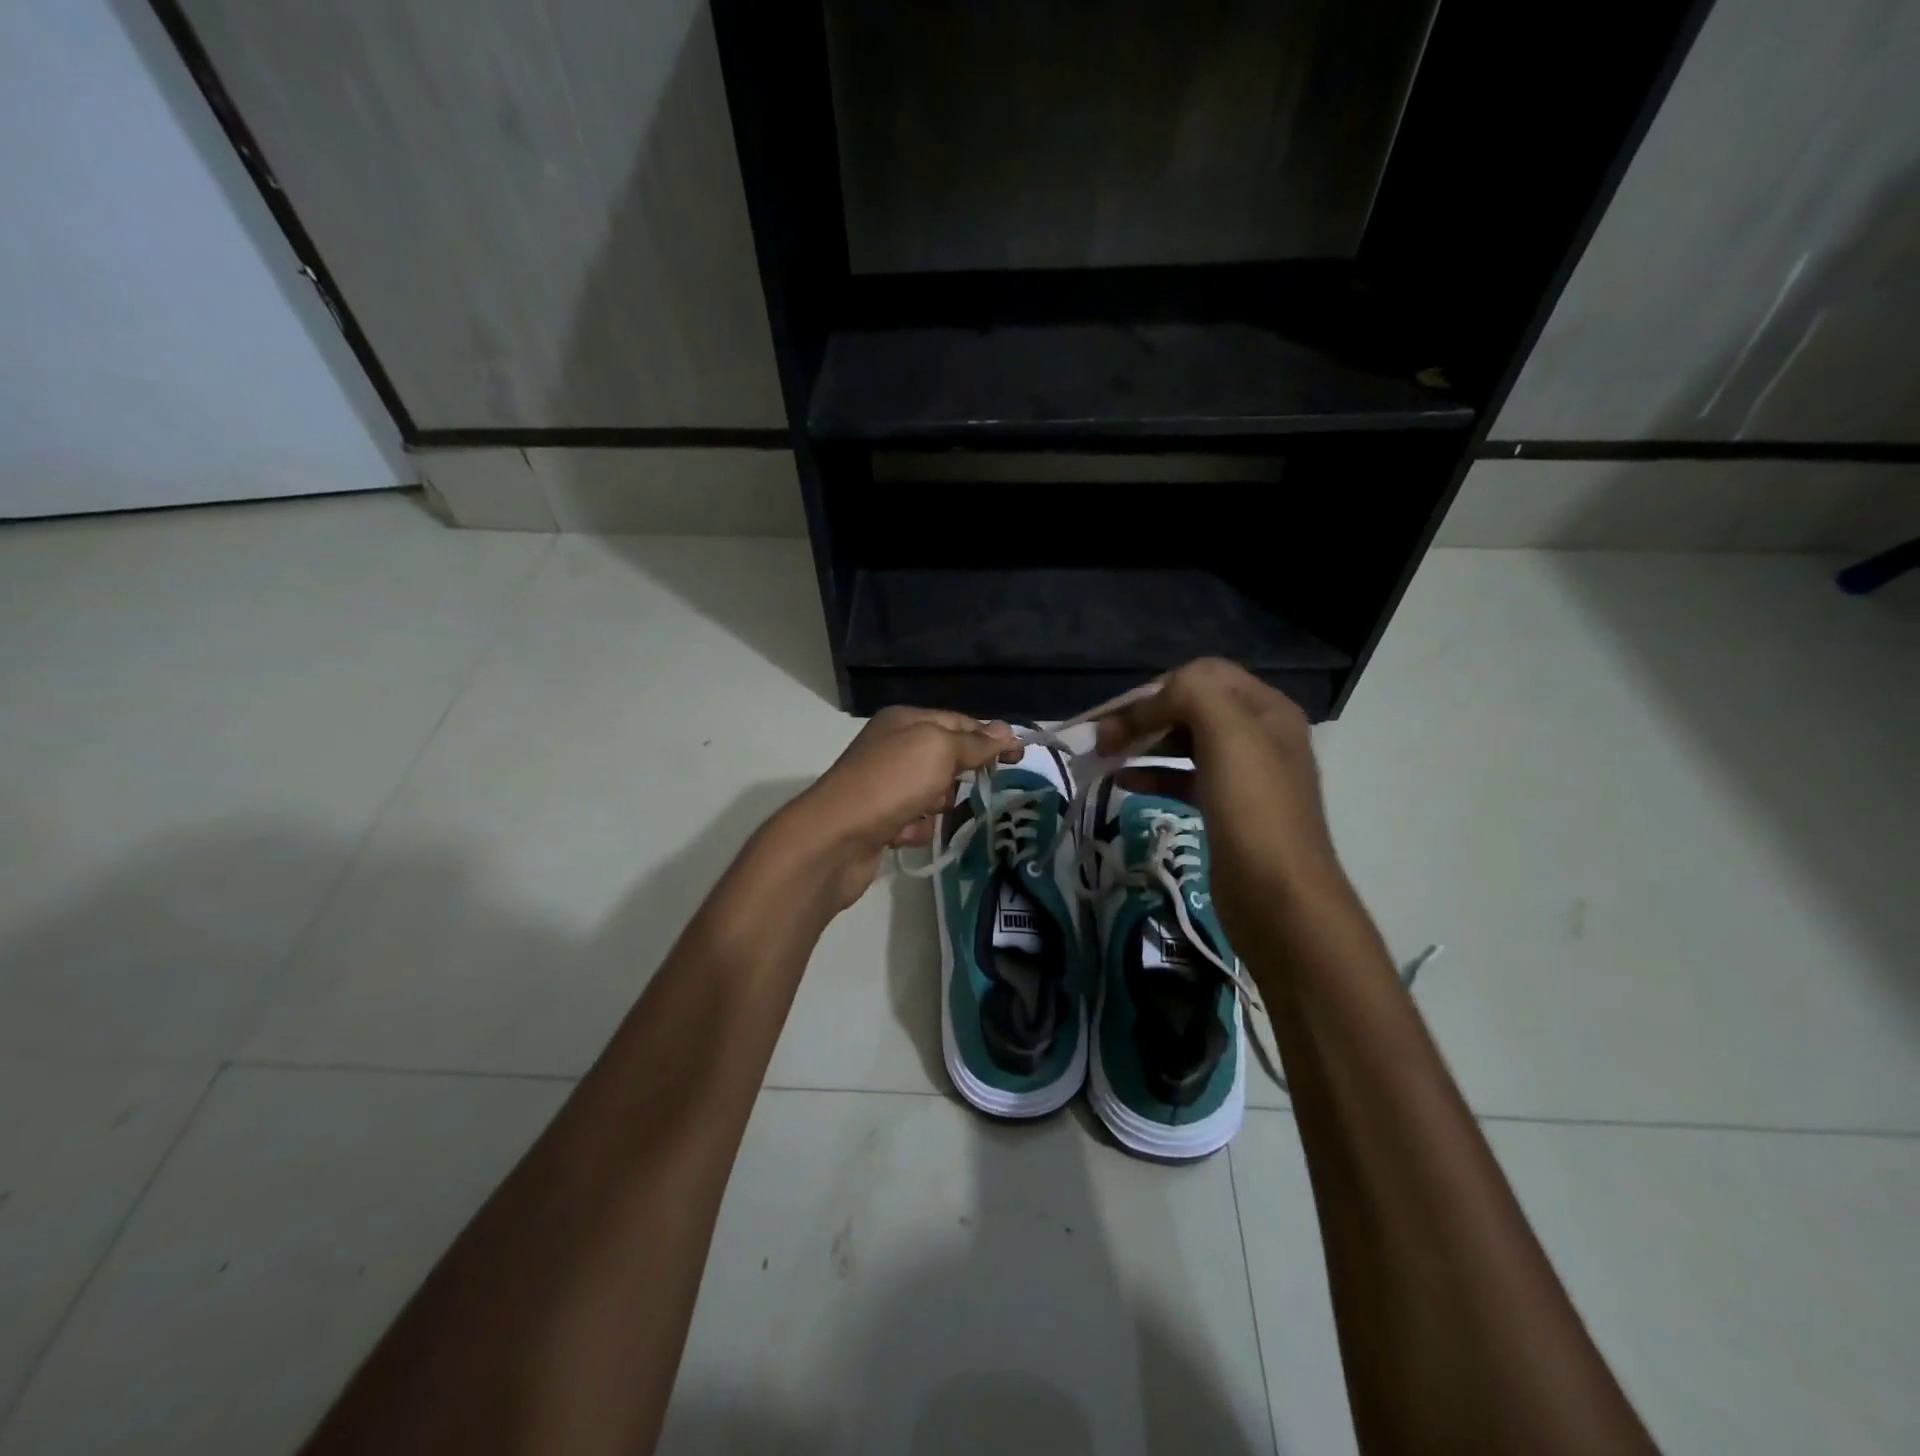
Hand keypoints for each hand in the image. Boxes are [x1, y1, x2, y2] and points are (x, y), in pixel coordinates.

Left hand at [782, 707, 1021, 910]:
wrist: (835, 838)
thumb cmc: (891, 782)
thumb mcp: (939, 750)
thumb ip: (974, 742)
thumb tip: (1006, 730)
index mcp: (904, 721)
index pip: (958, 722)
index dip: (989, 738)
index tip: (1019, 757)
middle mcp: (892, 747)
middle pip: (946, 758)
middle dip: (957, 776)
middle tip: (957, 786)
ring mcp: (884, 785)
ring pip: (934, 793)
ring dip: (936, 806)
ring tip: (922, 812)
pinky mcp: (879, 820)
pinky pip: (915, 821)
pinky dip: (915, 829)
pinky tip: (901, 833)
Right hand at [1095, 659, 1344, 939]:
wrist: (1279, 899)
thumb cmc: (1253, 811)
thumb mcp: (1228, 733)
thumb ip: (1192, 693)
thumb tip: (1154, 699)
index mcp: (1267, 710)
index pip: (1203, 675)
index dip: (1158, 690)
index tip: (1120, 717)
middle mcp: (1258, 736)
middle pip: (1191, 708)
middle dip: (1144, 716)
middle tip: (1101, 740)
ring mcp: (1243, 776)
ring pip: (1182, 743)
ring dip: (1143, 743)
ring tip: (1104, 757)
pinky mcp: (1225, 810)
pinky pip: (1182, 778)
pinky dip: (1151, 774)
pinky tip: (1122, 782)